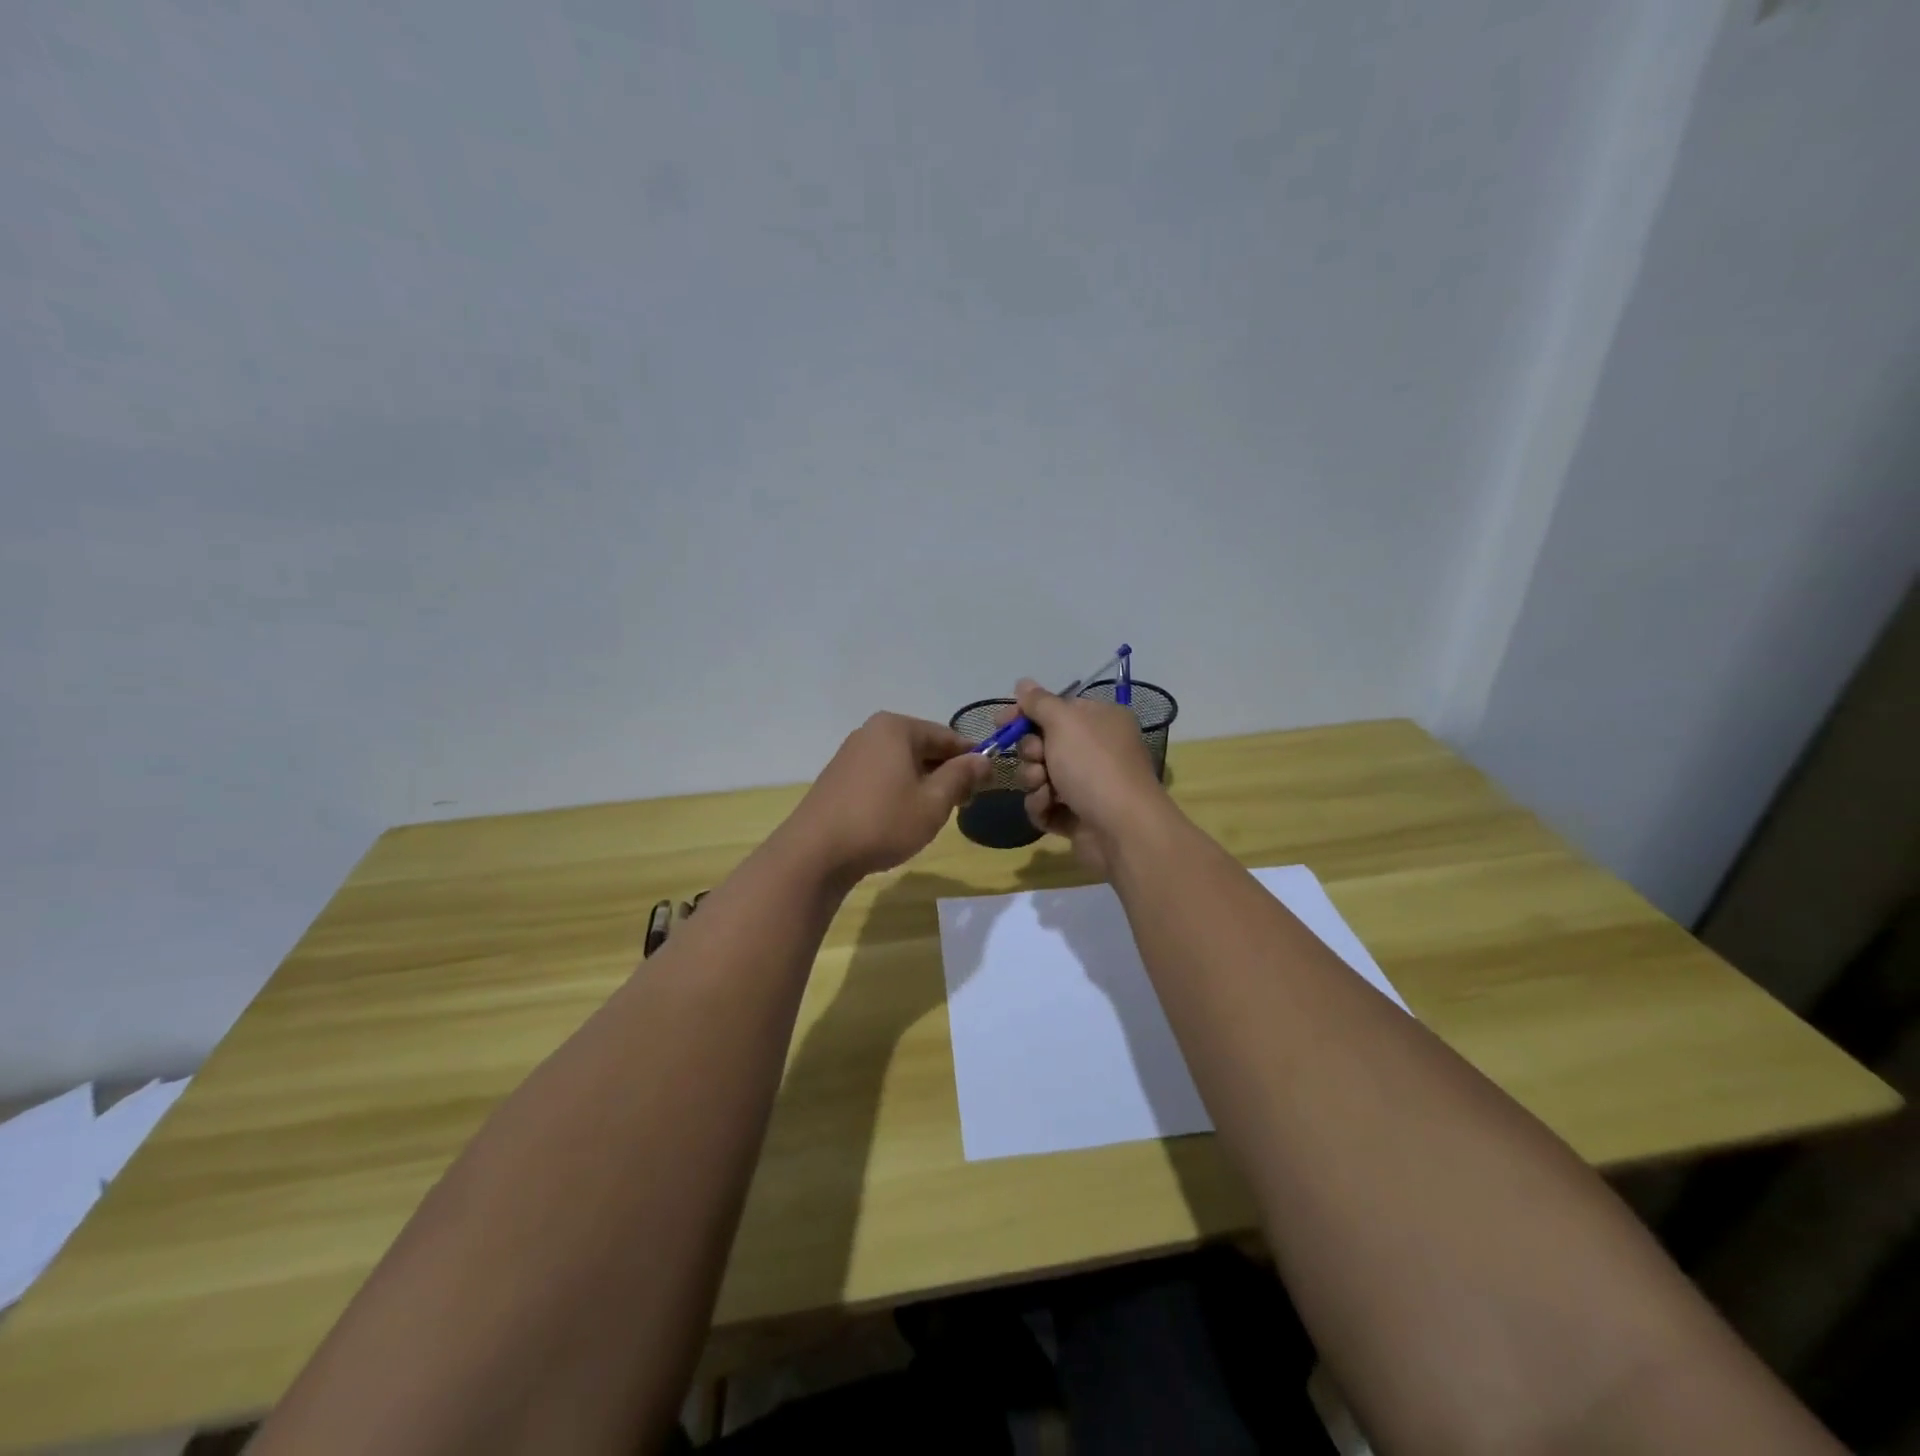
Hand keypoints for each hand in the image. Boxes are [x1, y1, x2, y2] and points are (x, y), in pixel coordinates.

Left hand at [784, 712, 992, 880]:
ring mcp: (851, 754)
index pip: (947, 736)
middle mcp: (871, 732)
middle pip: (923, 747)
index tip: (987, 784)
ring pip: (901, 763)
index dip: (971, 759)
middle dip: (945, 773)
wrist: (816, 853)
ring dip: (922, 784)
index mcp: (896, 728)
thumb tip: (984, 759)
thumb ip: (961, 776)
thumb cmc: (883, 822)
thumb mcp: (933, 802)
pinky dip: (898, 790)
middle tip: (963, 804)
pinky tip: (901, 817)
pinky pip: (881, 775)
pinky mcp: (838, 777)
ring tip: (932, 815)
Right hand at [1004, 678, 1166, 873]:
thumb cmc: (1094, 765)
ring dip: (1034, 780)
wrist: (1122, 829)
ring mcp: (1088, 785)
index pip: (1056, 709)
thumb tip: (1023, 682)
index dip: (1026, 714)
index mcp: (1101, 720)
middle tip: (1036, 758)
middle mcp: (1097, 750)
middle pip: (1044, 743)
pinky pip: (1046, 804)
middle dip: (1031, 751)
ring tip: (1044, 789)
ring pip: (1041, 775)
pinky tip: (1048, 808)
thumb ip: (1039, 702)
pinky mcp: (1078, 816)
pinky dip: (1042, 805)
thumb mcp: (1064, 722)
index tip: (1001, 722)